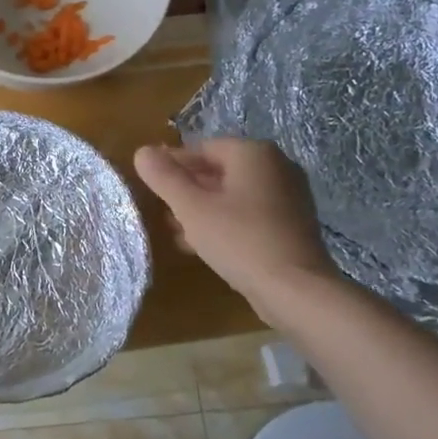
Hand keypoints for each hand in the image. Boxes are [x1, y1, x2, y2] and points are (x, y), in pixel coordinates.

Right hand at [133, 138, 337, 317]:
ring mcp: (288, 196)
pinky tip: (204, 246)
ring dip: (203, 210)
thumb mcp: (191, 208)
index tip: (151, 186)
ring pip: (233, 195)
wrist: (295, 290)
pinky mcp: (292, 224)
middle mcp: (276, 166)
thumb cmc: (239, 239)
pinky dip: (225, 223)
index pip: (202, 148)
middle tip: (162, 211)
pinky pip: (249, 214)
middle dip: (187, 190)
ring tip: (177, 232)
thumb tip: (142, 152)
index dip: (172, 165)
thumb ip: (164, 177)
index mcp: (254, 153)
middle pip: (219, 171)